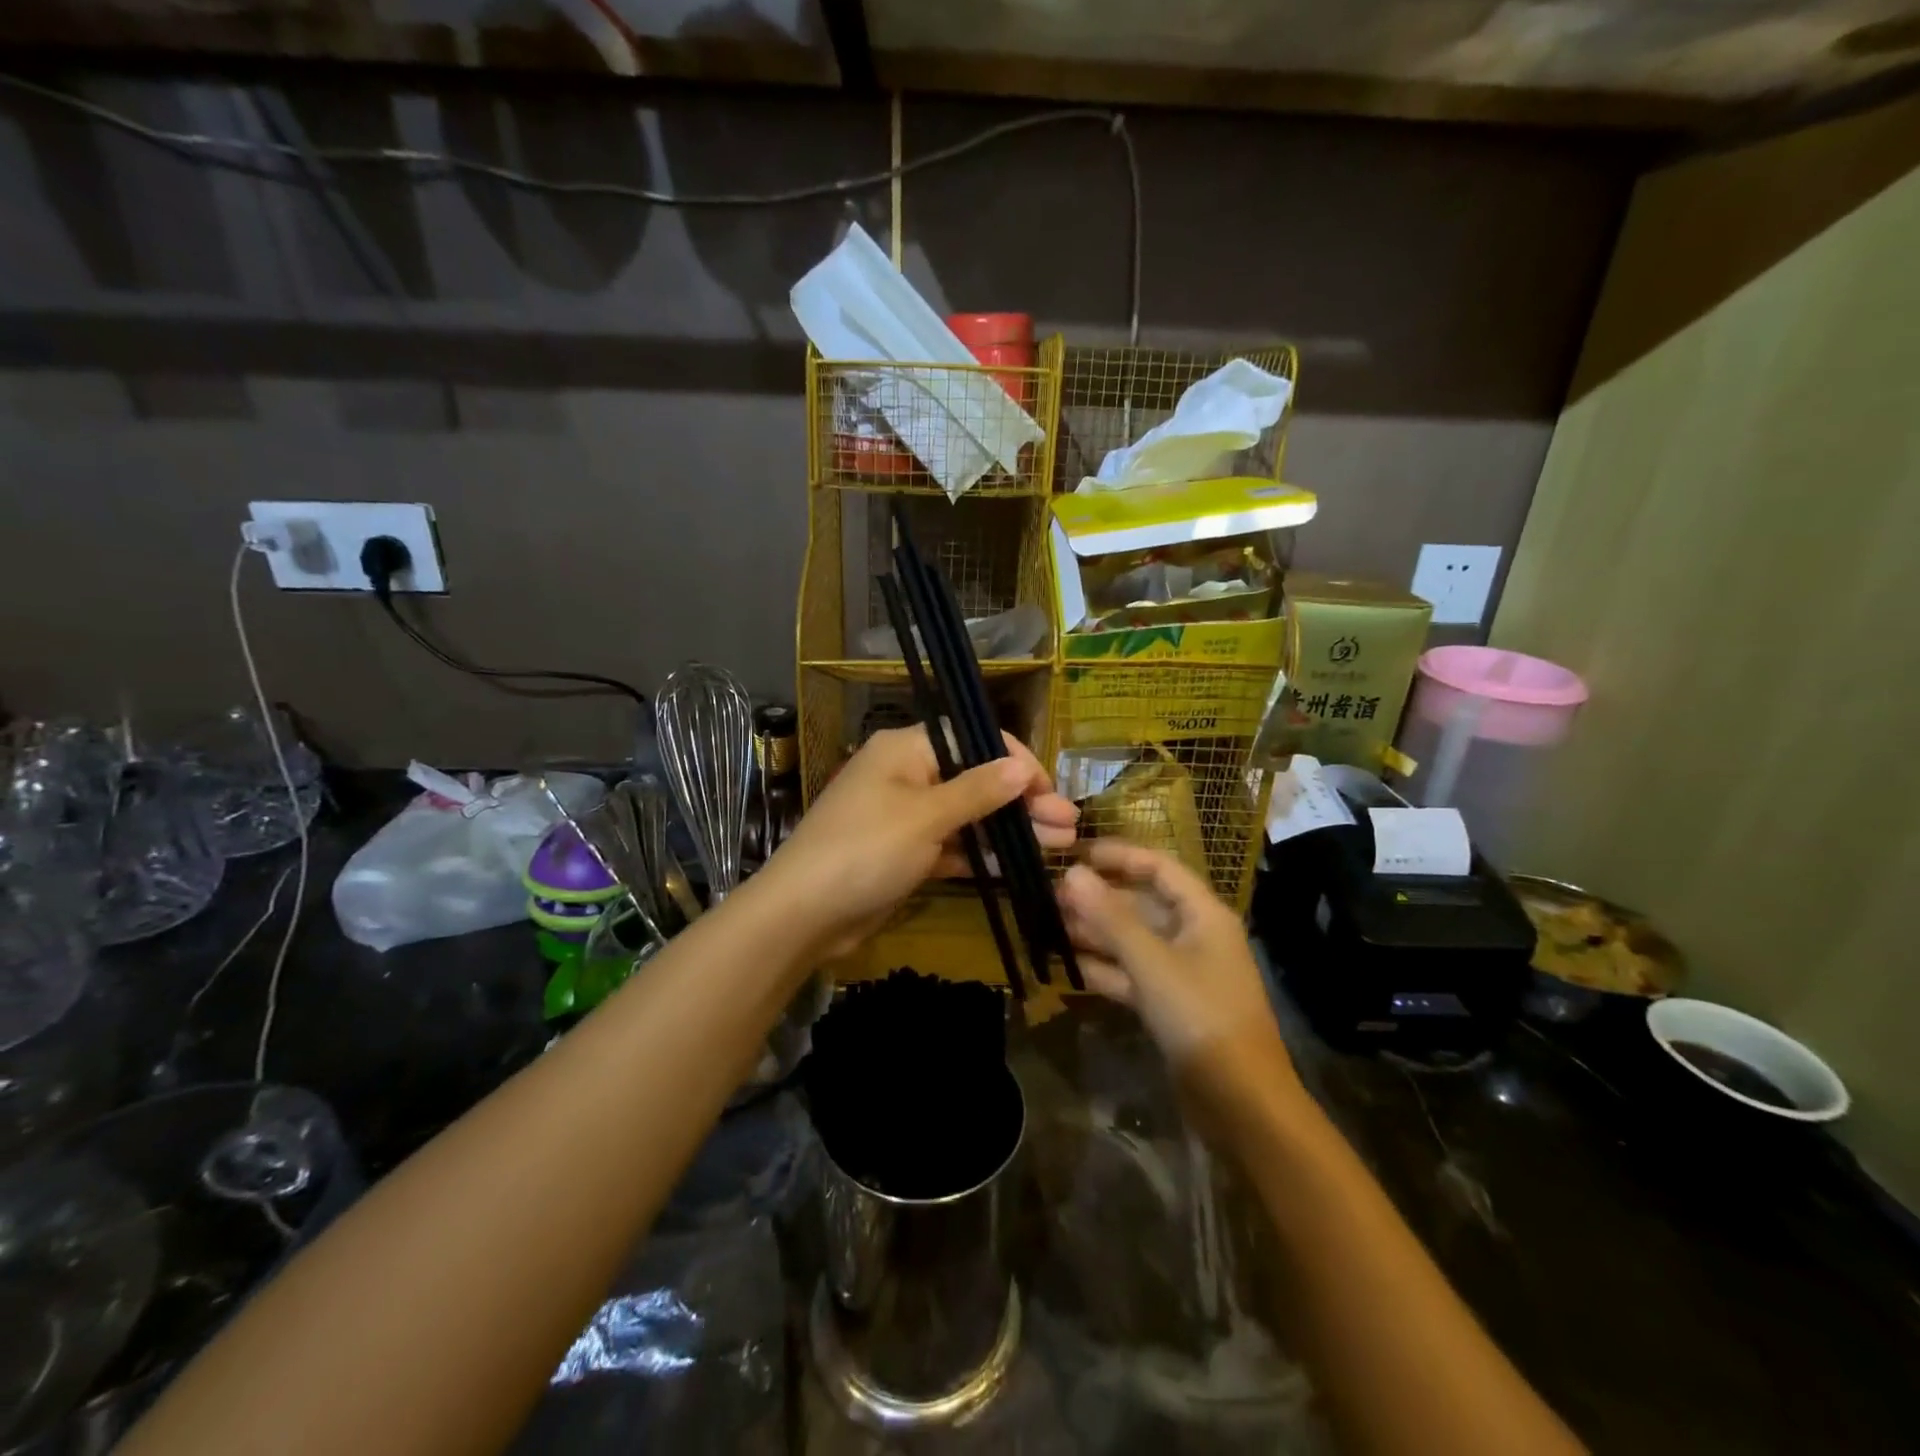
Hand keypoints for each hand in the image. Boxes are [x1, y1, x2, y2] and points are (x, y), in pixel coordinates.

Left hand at [755, 727, 1076, 960]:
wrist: (803, 914)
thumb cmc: (865, 850)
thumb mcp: (926, 817)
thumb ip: (978, 791)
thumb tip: (1020, 766)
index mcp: (905, 750)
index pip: (971, 739)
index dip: (1014, 760)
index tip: (1048, 789)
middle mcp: (906, 775)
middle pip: (975, 779)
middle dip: (1021, 801)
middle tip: (1068, 825)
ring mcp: (905, 816)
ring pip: (967, 815)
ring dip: (1008, 829)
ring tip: (1059, 845)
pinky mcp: (904, 853)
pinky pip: (951, 845)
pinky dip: (980, 853)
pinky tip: (1018, 864)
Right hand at [1057, 841, 1297, 1108]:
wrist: (1240, 1102)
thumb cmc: (1200, 1016)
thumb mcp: (1152, 962)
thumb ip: (1110, 918)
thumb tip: (1071, 873)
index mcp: (1202, 914)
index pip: (1158, 867)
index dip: (1118, 856)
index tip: (1074, 853)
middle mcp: (1193, 935)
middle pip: (1141, 904)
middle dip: (1097, 898)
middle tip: (1048, 894)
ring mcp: (1180, 972)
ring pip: (1131, 940)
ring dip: (1094, 933)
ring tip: (1047, 924)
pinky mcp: (1168, 1004)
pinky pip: (1130, 974)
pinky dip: (1102, 969)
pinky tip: (1066, 966)